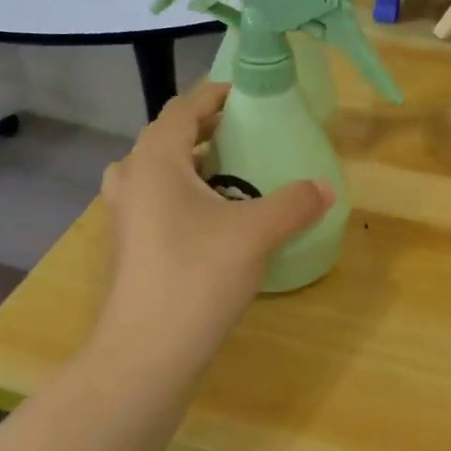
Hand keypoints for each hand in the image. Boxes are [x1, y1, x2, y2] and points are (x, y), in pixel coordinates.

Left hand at [99, 84, 331, 363]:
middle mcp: (131, 179)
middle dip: (204, 130)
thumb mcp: (256, 233)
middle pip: (166, 137)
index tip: (249, 96)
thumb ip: (294, 202)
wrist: (146, 354)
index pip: (183, 108)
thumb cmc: (197, 276)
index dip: (215, 96)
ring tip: (227, 174)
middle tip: (245, 136)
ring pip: (154, 172)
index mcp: (155, 160)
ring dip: (188, 164)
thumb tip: (325, 186)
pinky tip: (212, 219)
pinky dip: (180, 195)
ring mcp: (124, 216)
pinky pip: (153, 201)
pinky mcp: (128, 247)